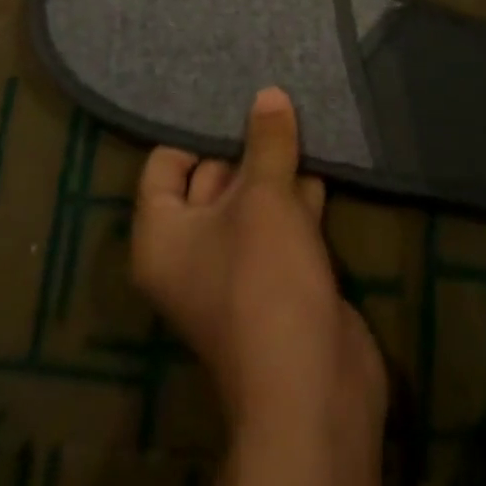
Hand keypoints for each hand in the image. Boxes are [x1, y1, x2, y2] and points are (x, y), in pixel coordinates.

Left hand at [131, 89, 387, 437]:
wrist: (313, 393)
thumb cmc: (265, 281)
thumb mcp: (264, 199)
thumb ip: (266, 142)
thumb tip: (268, 93)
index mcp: (162, 234)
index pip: (164, 164)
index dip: (195, 130)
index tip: (229, 92)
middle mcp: (191, 250)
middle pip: (212, 177)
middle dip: (245, 142)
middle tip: (273, 94)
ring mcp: (237, 267)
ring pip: (253, 199)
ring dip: (278, 166)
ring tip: (302, 112)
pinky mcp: (278, 279)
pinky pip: (282, 223)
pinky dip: (300, 195)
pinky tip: (323, 156)